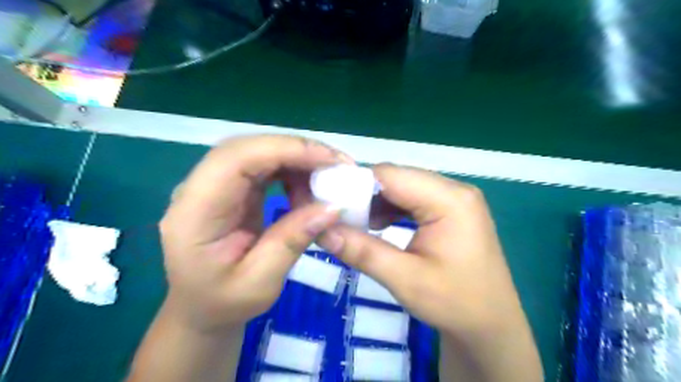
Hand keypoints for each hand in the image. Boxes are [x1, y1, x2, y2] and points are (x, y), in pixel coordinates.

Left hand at [160, 136, 349, 331]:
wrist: (200, 309)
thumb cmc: (223, 303)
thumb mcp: (260, 283)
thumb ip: (292, 241)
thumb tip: (333, 207)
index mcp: (194, 213)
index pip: (237, 159)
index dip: (286, 150)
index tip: (330, 160)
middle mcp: (198, 189)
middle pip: (249, 148)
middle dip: (297, 151)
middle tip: (337, 166)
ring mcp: (214, 185)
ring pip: (258, 152)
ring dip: (297, 160)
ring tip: (326, 182)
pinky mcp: (231, 188)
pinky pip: (264, 166)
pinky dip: (291, 170)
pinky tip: (308, 188)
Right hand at [317, 164, 539, 381]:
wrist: (490, 325)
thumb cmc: (455, 304)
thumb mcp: (405, 280)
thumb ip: (363, 252)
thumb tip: (322, 232)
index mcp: (450, 200)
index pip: (392, 175)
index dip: (356, 184)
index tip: (330, 202)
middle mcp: (455, 189)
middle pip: (398, 178)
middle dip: (366, 194)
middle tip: (341, 216)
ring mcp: (455, 198)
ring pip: (404, 186)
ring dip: (378, 202)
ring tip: (359, 224)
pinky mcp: (451, 208)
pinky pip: (414, 198)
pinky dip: (392, 208)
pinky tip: (380, 225)